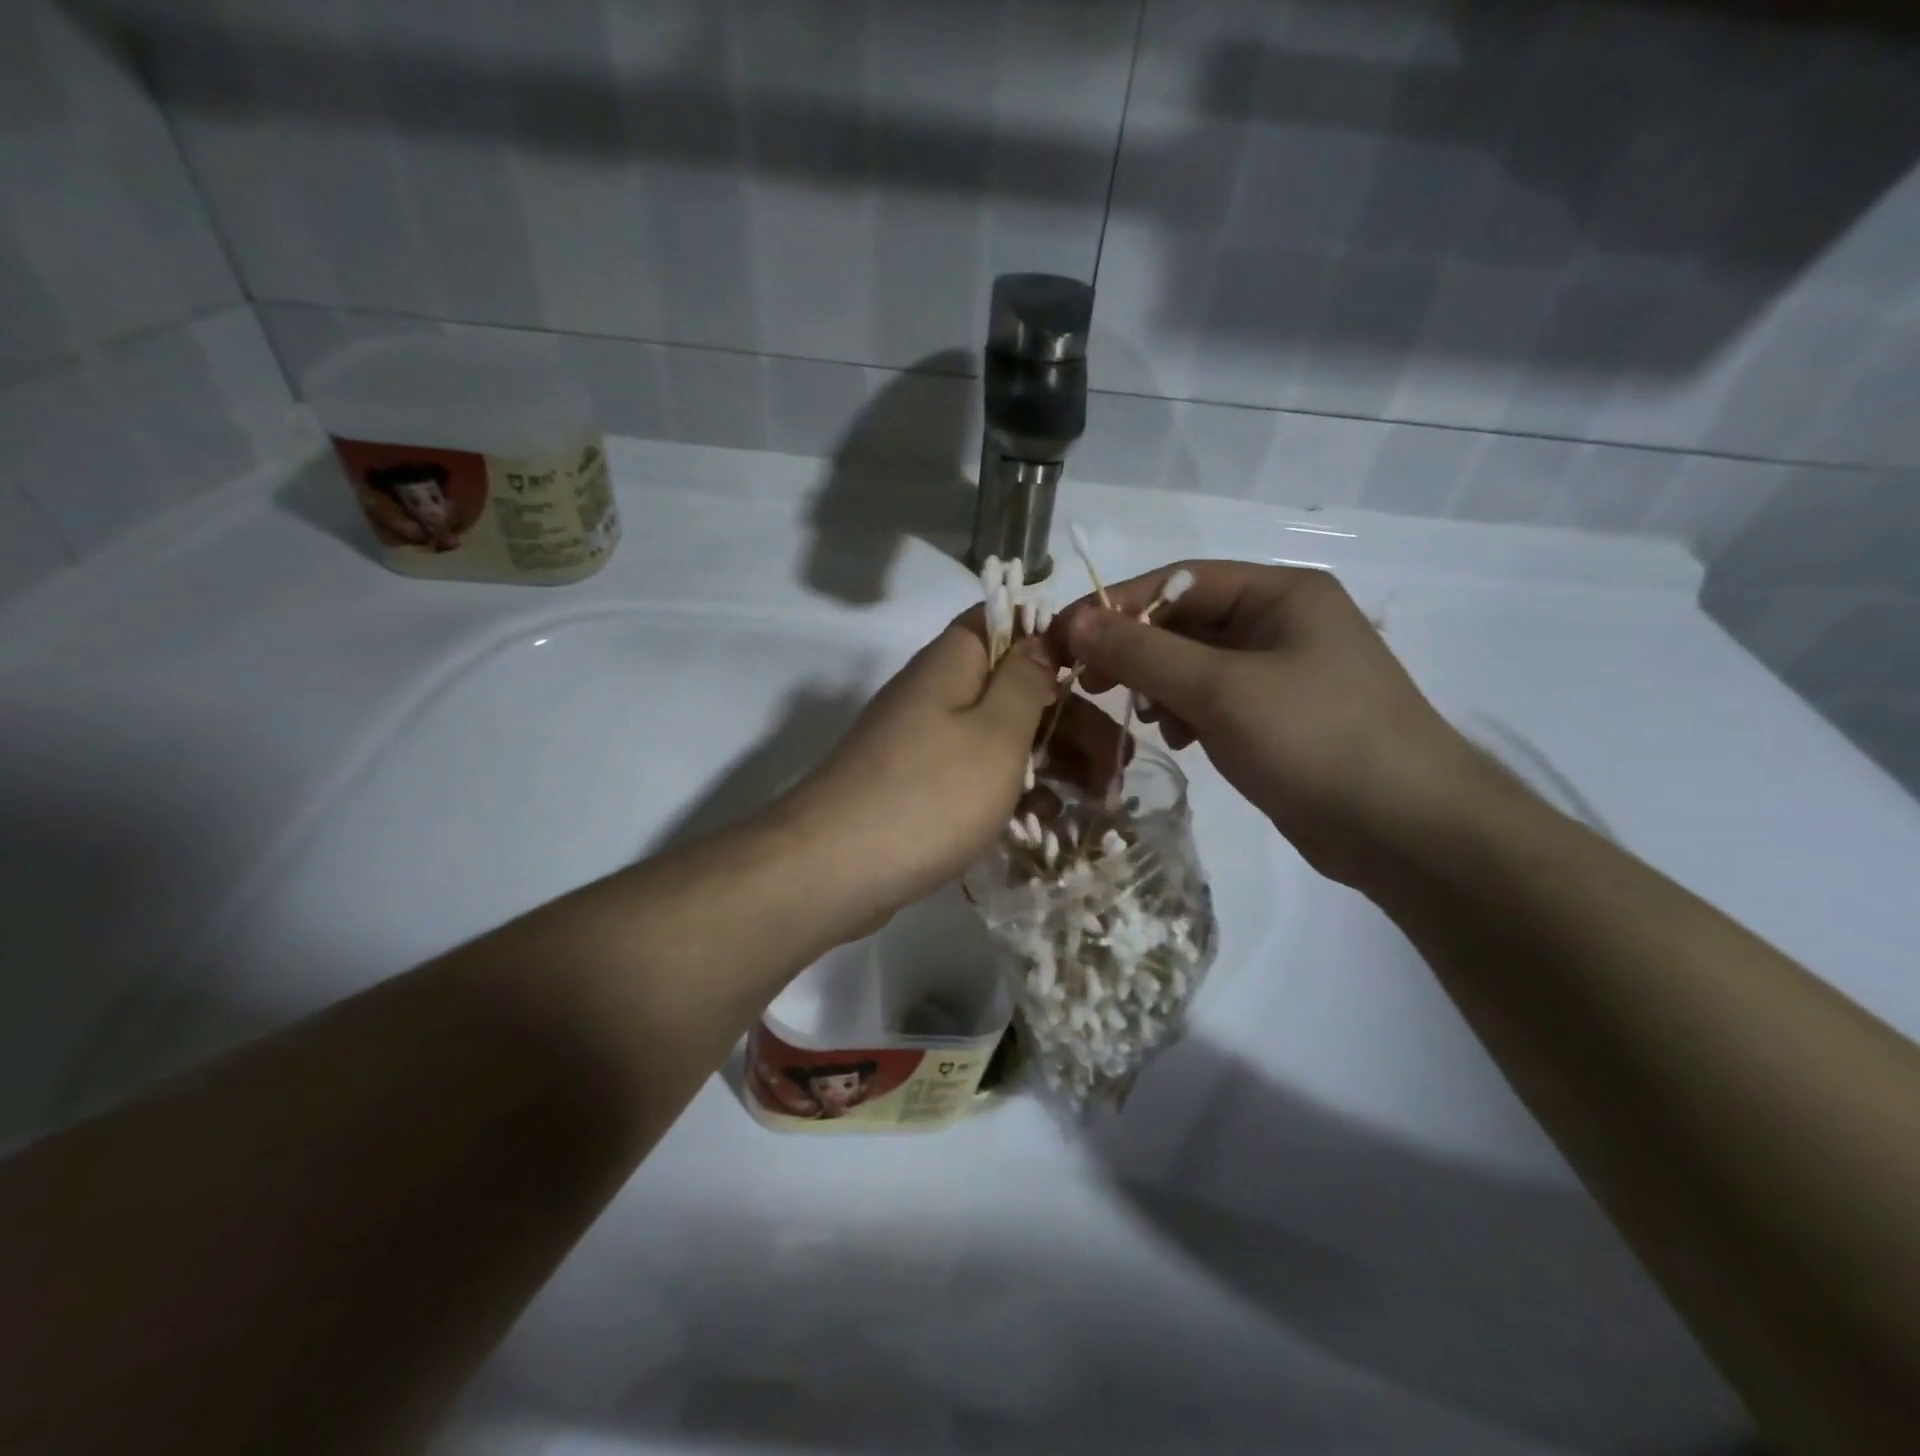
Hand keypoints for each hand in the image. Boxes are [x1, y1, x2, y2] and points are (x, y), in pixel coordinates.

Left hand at [778, 610, 1087, 925]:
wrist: (834, 870)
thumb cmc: (931, 793)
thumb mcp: (996, 732)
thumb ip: (1026, 681)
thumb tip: (1041, 636)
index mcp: (952, 664)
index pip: (1003, 621)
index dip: (1053, 639)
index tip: (1100, 675)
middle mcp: (934, 695)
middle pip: (1012, 688)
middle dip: (1069, 719)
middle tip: (1119, 761)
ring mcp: (922, 745)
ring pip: (999, 738)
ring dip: (1049, 762)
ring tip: (1101, 799)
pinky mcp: (917, 790)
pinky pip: (975, 778)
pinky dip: (1012, 794)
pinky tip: (1049, 824)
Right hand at [1057, 561, 1490, 887]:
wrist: (1407, 829)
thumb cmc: (1314, 740)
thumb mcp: (1220, 690)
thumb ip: (1143, 652)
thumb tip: (1075, 622)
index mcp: (1280, 593)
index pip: (1179, 580)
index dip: (1116, 606)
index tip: (1064, 638)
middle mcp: (1283, 622)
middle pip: (1187, 622)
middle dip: (1137, 651)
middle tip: (1088, 681)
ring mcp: (1285, 672)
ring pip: (1198, 664)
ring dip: (1162, 685)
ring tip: (1148, 719)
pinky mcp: (1282, 717)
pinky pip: (1218, 700)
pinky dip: (1190, 713)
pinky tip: (1182, 740)